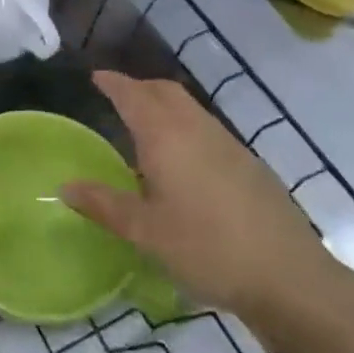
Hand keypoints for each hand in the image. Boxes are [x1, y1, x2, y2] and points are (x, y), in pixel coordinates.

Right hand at [64, 71, 353, 326]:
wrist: (287, 275)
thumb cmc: (206, 249)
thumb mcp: (146, 232)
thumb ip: (104, 205)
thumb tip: (65, 186)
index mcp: (167, 137)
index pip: (134, 95)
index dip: (113, 83)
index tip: (96, 77)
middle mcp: (198, 129)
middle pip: (165, 91)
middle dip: (140, 87)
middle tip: (118, 97)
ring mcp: (229, 144)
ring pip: (190, 108)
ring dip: (164, 106)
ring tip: (145, 128)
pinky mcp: (250, 164)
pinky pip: (208, 129)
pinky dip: (185, 127)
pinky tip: (182, 162)